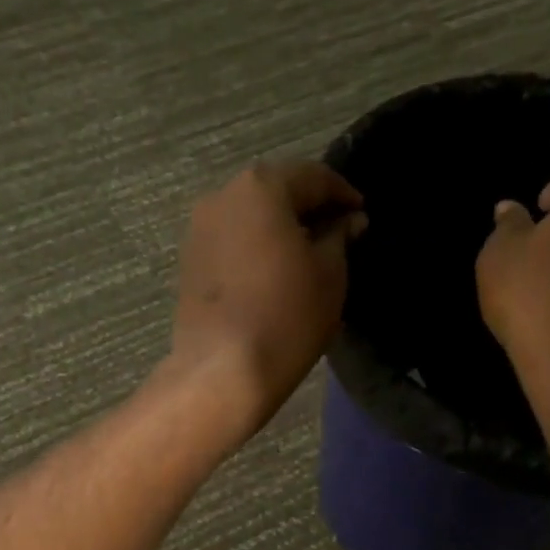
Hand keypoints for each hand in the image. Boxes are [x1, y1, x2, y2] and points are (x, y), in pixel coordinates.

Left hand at [165, 160, 366, 439]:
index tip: (361, 213)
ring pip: (250, 218)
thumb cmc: (286, 317)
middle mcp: (222, 197)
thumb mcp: (329, 274)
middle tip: (337, 233)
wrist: (223, 371)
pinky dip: (255, 249)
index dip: (342, 193)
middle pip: (275, 192)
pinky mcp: (188, 263)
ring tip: (307, 256)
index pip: (312, 177)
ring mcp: (198, 231)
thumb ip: (339, 237)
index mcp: (261, 187)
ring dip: (279, 229)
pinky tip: (274, 274)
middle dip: (307, 208)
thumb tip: (348, 221)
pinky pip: (232, 243)